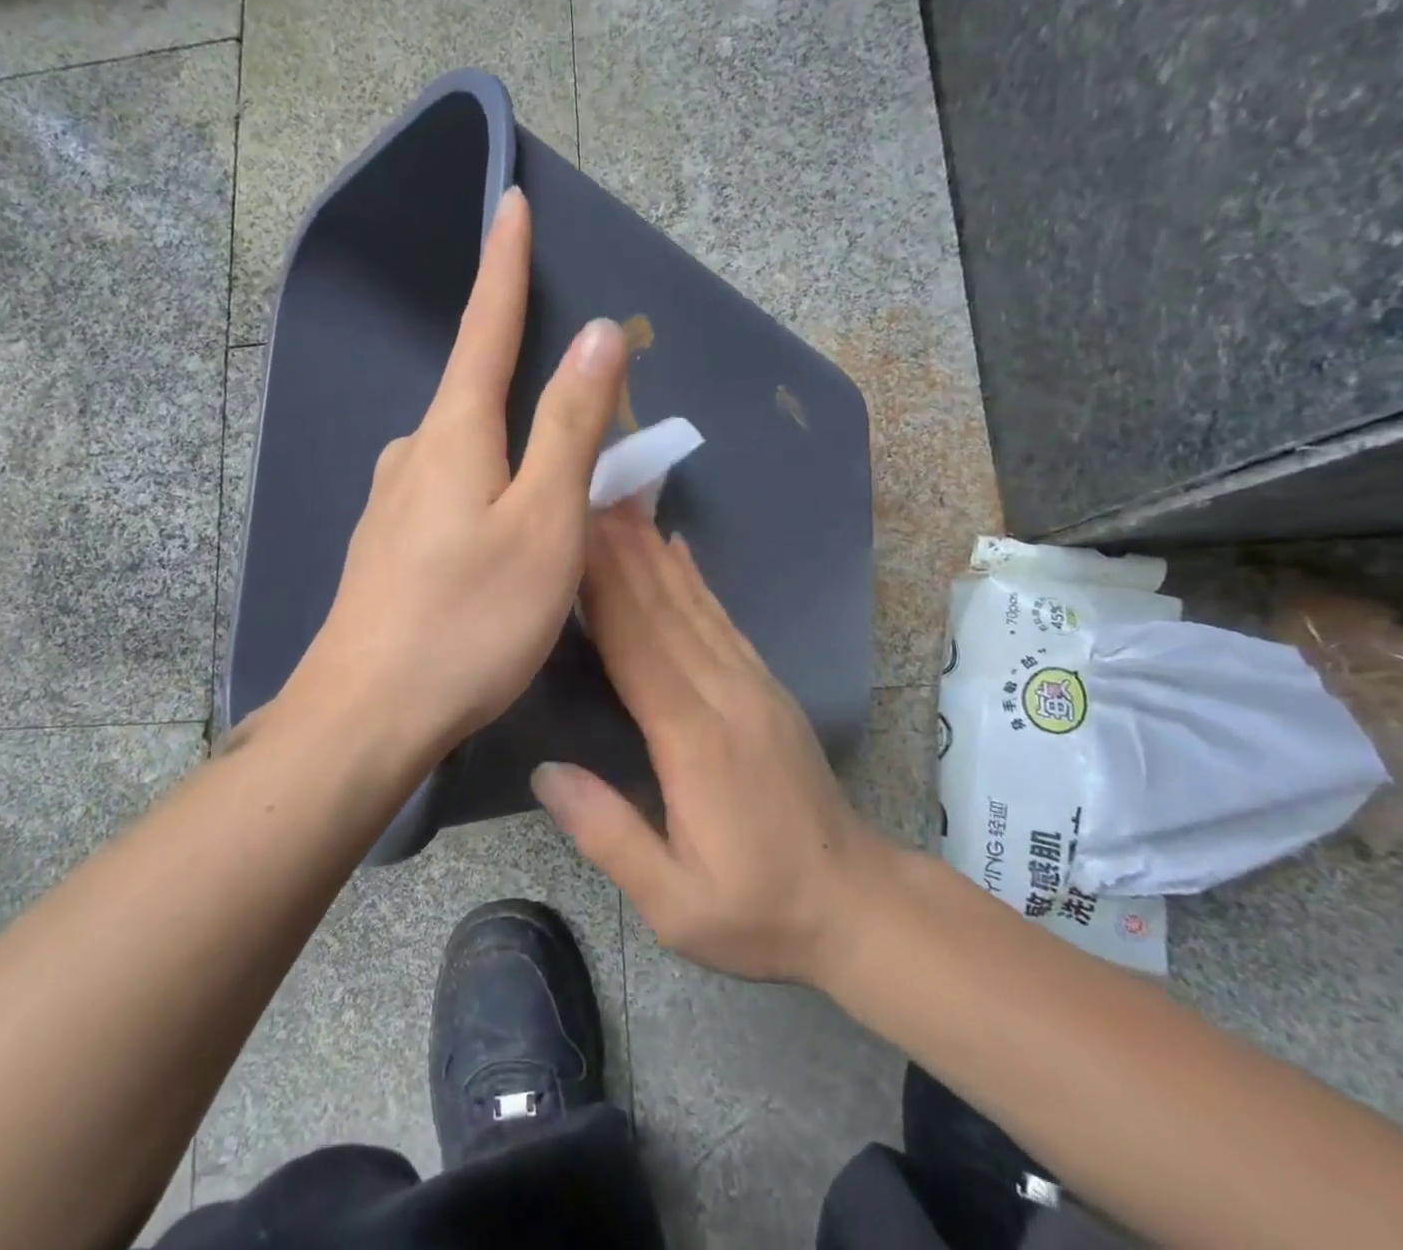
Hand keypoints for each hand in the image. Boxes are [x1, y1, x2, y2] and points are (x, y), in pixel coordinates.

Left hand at [285, 188, 626, 759]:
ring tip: (551, 488)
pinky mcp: (386, 548)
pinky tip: (500, 536)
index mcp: (451, 434)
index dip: (505, 264)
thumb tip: (598, 334)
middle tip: (581, 401)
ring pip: (464, 451)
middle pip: (476, 392)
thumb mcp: (542, 523)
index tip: (511, 202)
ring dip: (508, 447)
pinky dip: (487, 492)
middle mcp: (412, 454)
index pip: (484, 326)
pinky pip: (448, 495)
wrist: (366, 715)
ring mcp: (391, 503)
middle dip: (522, 375)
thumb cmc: (468, 620)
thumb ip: (569, 427)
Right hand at [532, 505, 901, 985]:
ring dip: (652, 549)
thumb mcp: (675, 905)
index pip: (637, 645)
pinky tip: (676, 548)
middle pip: (662, 608)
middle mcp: (724, 694)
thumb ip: (609, 835)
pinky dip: (694, 577)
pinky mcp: (765, 685)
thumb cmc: (757, 911)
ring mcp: (751, 684)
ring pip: (693, 603)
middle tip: (587, 491)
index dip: (601, 585)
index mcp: (694, 740)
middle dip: (620, 548)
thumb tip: (546, 770)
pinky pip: (722, 618)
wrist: (857, 905)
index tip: (571, 533)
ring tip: (621, 502)